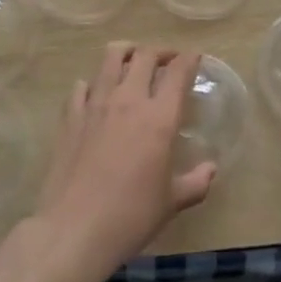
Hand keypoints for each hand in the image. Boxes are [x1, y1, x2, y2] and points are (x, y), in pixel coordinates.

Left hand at [31, 44, 215, 279]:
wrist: (74, 229)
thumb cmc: (131, 217)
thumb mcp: (172, 203)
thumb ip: (196, 182)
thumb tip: (210, 169)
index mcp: (159, 117)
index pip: (177, 72)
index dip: (189, 59)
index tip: (195, 58)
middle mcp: (128, 100)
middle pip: (145, 55)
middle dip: (160, 52)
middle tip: (167, 61)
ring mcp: (95, 104)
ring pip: (111, 57)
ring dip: (126, 52)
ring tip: (133, 61)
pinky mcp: (70, 116)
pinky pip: (82, 85)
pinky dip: (94, 82)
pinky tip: (97, 93)